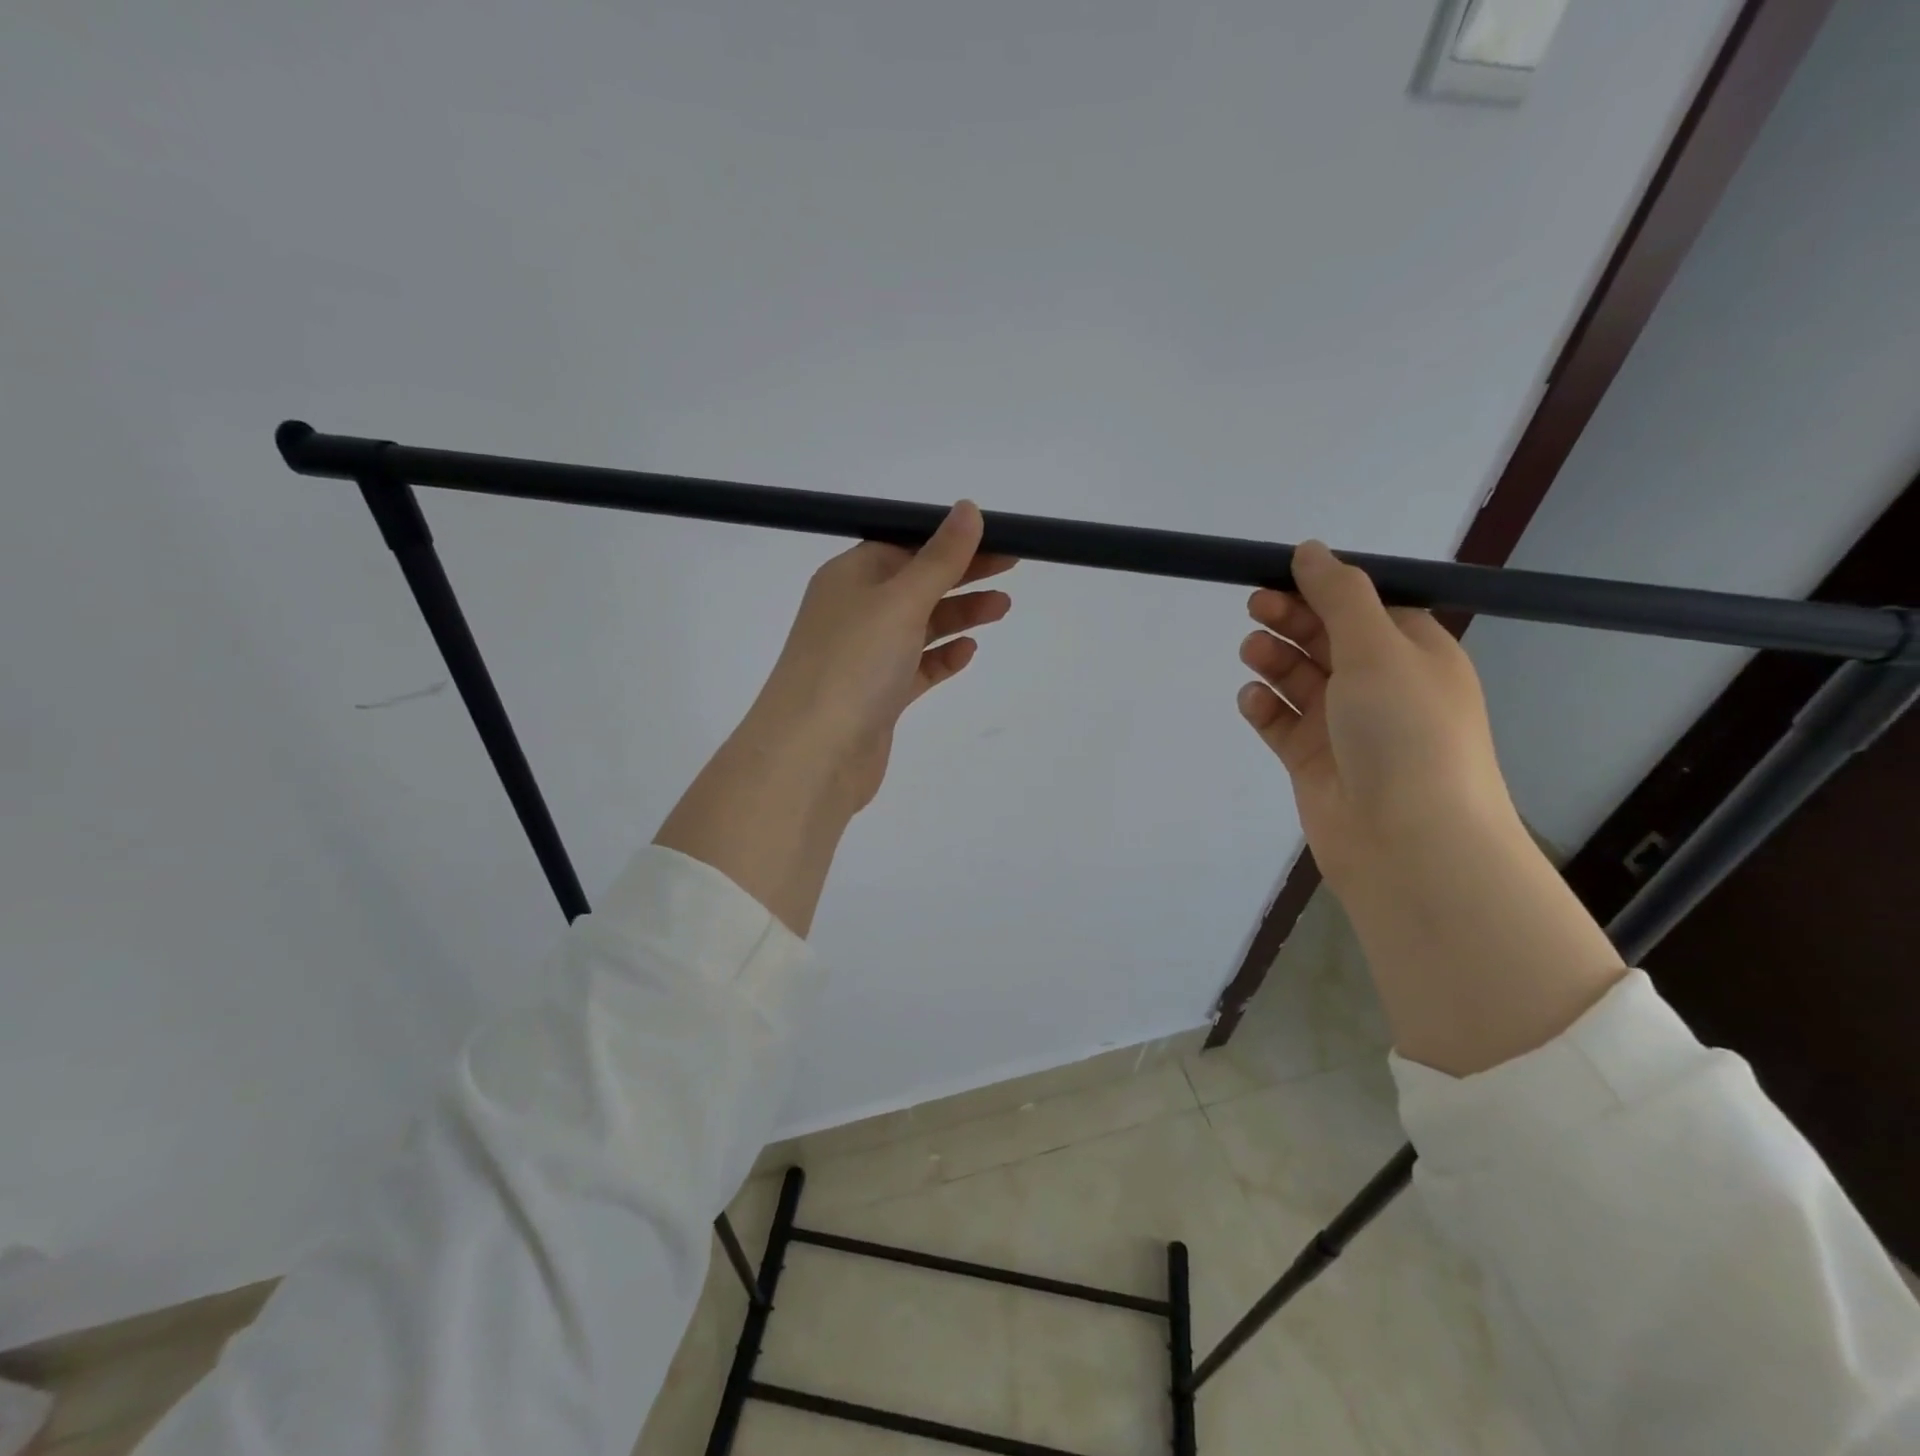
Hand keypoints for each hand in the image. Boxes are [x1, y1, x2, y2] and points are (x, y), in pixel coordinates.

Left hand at [744, 502, 1015, 813]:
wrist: (814, 755)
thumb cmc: (854, 663)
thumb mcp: (900, 600)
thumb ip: (940, 558)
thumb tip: (968, 509)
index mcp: (849, 577)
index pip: (903, 545)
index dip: (948, 541)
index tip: (994, 539)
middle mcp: (854, 612)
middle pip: (915, 584)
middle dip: (962, 575)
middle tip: (1011, 568)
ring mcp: (865, 657)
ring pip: (919, 627)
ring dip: (959, 615)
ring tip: (1002, 608)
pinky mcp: (878, 697)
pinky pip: (916, 668)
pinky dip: (942, 658)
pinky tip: (968, 653)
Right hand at [1236, 540, 1516, 894]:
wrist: (1408, 843)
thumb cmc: (1405, 732)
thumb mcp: (1378, 648)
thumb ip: (1340, 595)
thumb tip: (1310, 549)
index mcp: (1413, 652)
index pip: (1364, 605)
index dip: (1323, 587)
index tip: (1279, 573)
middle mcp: (1381, 685)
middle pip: (1327, 638)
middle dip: (1292, 619)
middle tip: (1256, 606)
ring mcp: (1344, 726)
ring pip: (1299, 678)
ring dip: (1274, 659)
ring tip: (1254, 653)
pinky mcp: (1313, 760)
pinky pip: (1281, 722)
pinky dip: (1264, 707)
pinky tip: (1253, 701)